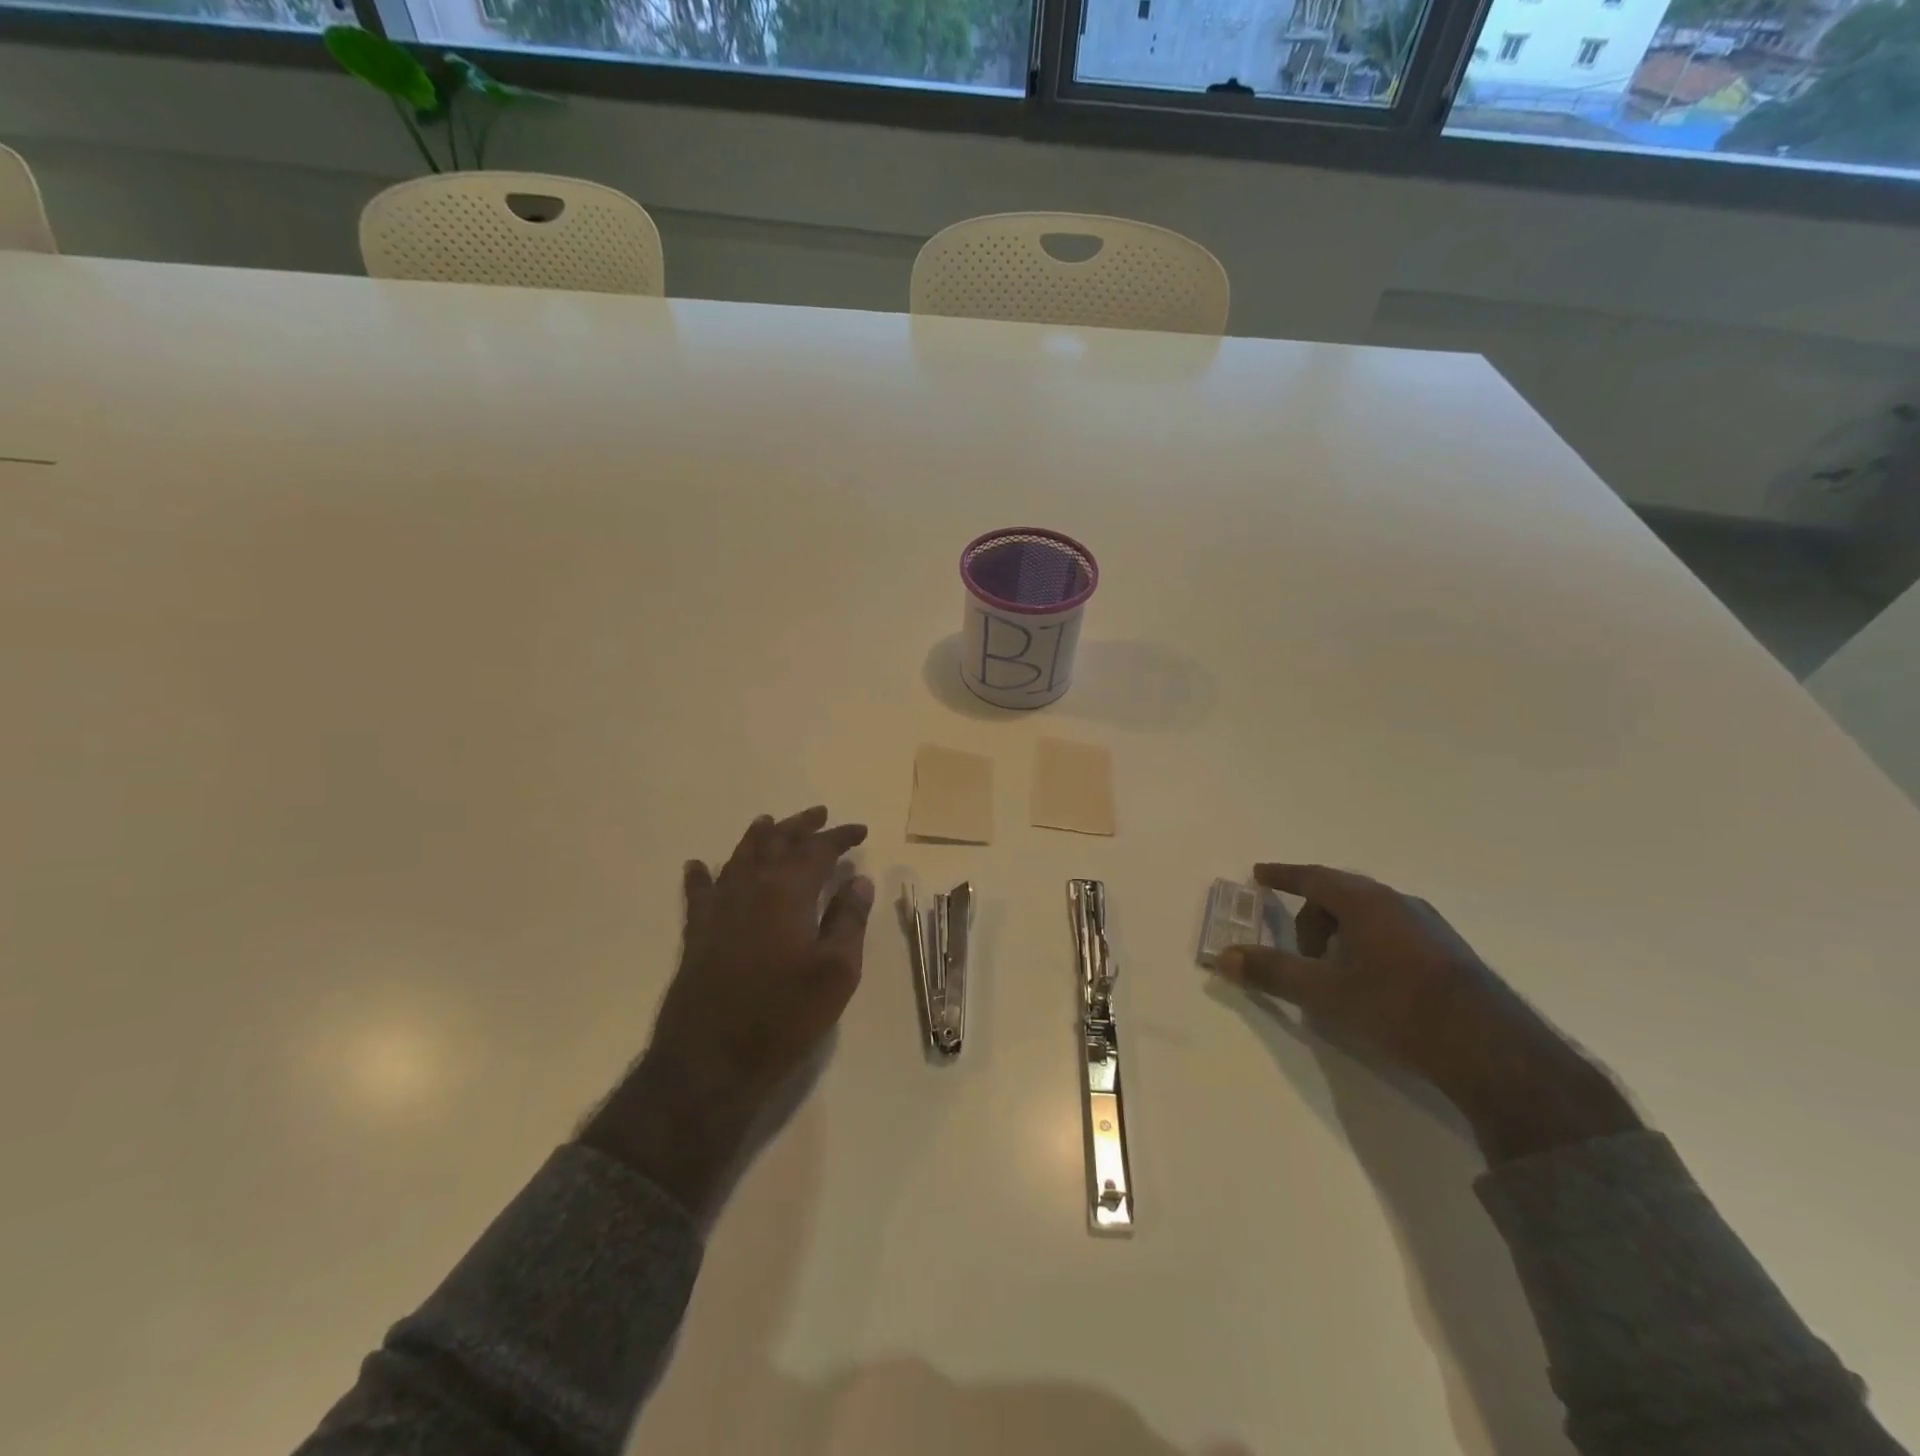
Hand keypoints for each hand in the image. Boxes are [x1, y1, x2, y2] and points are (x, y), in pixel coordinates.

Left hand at [580, 807, 873, 1219]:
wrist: (711, 1060)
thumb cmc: (784, 1015)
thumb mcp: (836, 972)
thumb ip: (848, 920)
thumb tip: (858, 881)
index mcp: (787, 892)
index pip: (816, 850)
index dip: (839, 837)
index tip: (859, 830)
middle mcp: (750, 888)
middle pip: (775, 843)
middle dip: (800, 825)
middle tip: (820, 814)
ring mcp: (718, 909)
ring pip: (738, 858)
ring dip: (758, 838)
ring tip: (769, 822)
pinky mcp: (697, 933)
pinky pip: (699, 893)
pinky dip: (702, 875)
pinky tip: (698, 866)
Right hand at [1213, 864, 1638, 1162]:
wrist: (1491, 1049)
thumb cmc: (1396, 1007)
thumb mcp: (1323, 992)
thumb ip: (1271, 972)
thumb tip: (1224, 958)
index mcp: (1365, 902)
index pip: (1313, 877)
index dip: (1283, 875)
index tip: (1260, 874)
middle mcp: (1398, 903)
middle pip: (1340, 896)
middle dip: (1312, 917)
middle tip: (1301, 953)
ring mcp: (1429, 926)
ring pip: (1369, 915)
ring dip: (1342, 934)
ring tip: (1337, 974)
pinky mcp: (1449, 953)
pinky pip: (1394, 932)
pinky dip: (1369, 945)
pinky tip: (1375, 985)